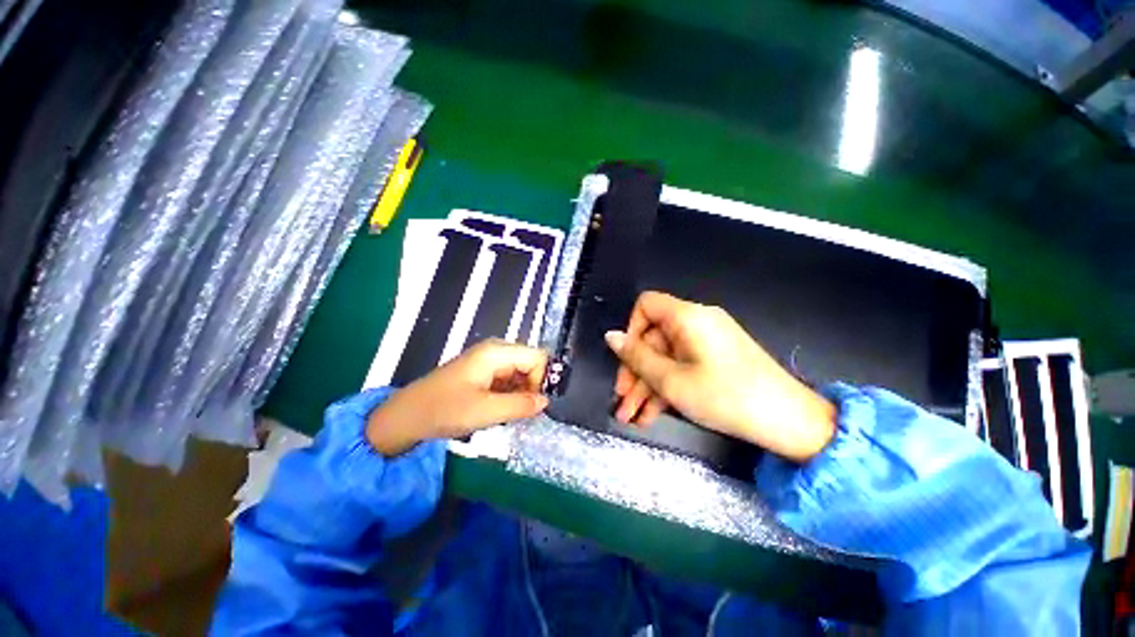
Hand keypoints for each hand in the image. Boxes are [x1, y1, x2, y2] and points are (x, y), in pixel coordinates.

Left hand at [367, 340, 548, 455]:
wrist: (408, 416)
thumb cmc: (445, 410)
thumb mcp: (486, 411)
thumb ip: (520, 405)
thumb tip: (545, 401)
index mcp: (497, 352)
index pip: (538, 357)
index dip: (541, 380)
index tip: (532, 404)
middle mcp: (496, 351)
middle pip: (530, 363)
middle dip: (531, 388)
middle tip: (520, 412)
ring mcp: (489, 360)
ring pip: (521, 373)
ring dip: (520, 393)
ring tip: (506, 412)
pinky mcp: (484, 372)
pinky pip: (509, 379)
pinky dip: (510, 395)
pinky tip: (498, 409)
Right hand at [606, 291, 835, 461]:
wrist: (790, 423)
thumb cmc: (726, 397)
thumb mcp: (672, 381)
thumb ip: (637, 358)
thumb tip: (610, 336)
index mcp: (687, 317)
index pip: (646, 305)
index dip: (631, 329)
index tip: (625, 359)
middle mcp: (696, 323)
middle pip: (653, 338)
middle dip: (634, 371)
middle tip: (622, 402)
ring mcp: (706, 342)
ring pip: (665, 358)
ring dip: (647, 387)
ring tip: (631, 418)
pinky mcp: (714, 360)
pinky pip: (682, 367)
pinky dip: (666, 388)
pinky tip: (651, 416)